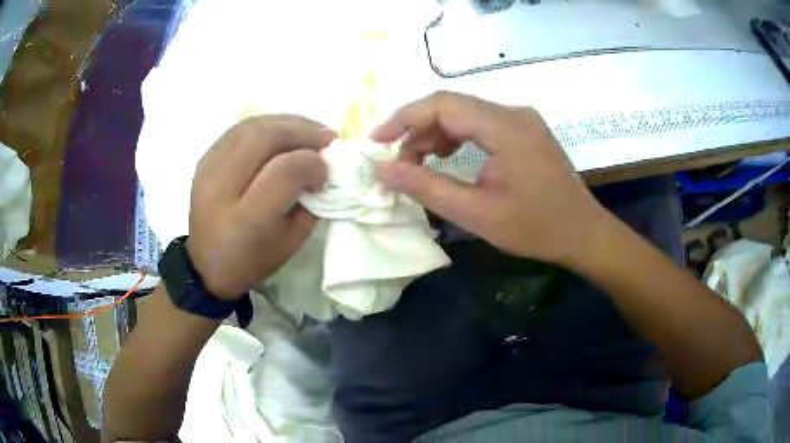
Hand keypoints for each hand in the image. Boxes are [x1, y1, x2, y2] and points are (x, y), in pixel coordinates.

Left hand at [186, 115, 334, 299]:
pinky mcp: (205, 159)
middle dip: (304, 132)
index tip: (326, 171)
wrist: (206, 264)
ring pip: (253, 126)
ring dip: (288, 122)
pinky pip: (240, 128)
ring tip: (310, 130)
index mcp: (247, 218)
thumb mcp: (291, 243)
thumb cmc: (252, 259)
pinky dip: (268, 124)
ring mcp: (209, 167)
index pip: (285, 171)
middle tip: (327, 138)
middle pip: (266, 137)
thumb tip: (324, 168)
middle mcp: (222, 186)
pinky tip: (284, 130)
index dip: (312, 163)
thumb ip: (312, 204)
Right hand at [372, 91, 605, 265]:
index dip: (403, 118)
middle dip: (417, 130)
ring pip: (466, 113)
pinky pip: (482, 123)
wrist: (583, 233)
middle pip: (452, 105)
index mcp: (505, 127)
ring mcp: (522, 119)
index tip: (376, 143)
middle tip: (398, 163)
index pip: (441, 104)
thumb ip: (426, 187)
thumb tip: (382, 169)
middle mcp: (514, 112)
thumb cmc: (535, 228)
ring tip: (419, 164)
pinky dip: (458, 137)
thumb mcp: (476, 213)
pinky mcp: (525, 130)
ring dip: (436, 134)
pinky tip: (448, 158)